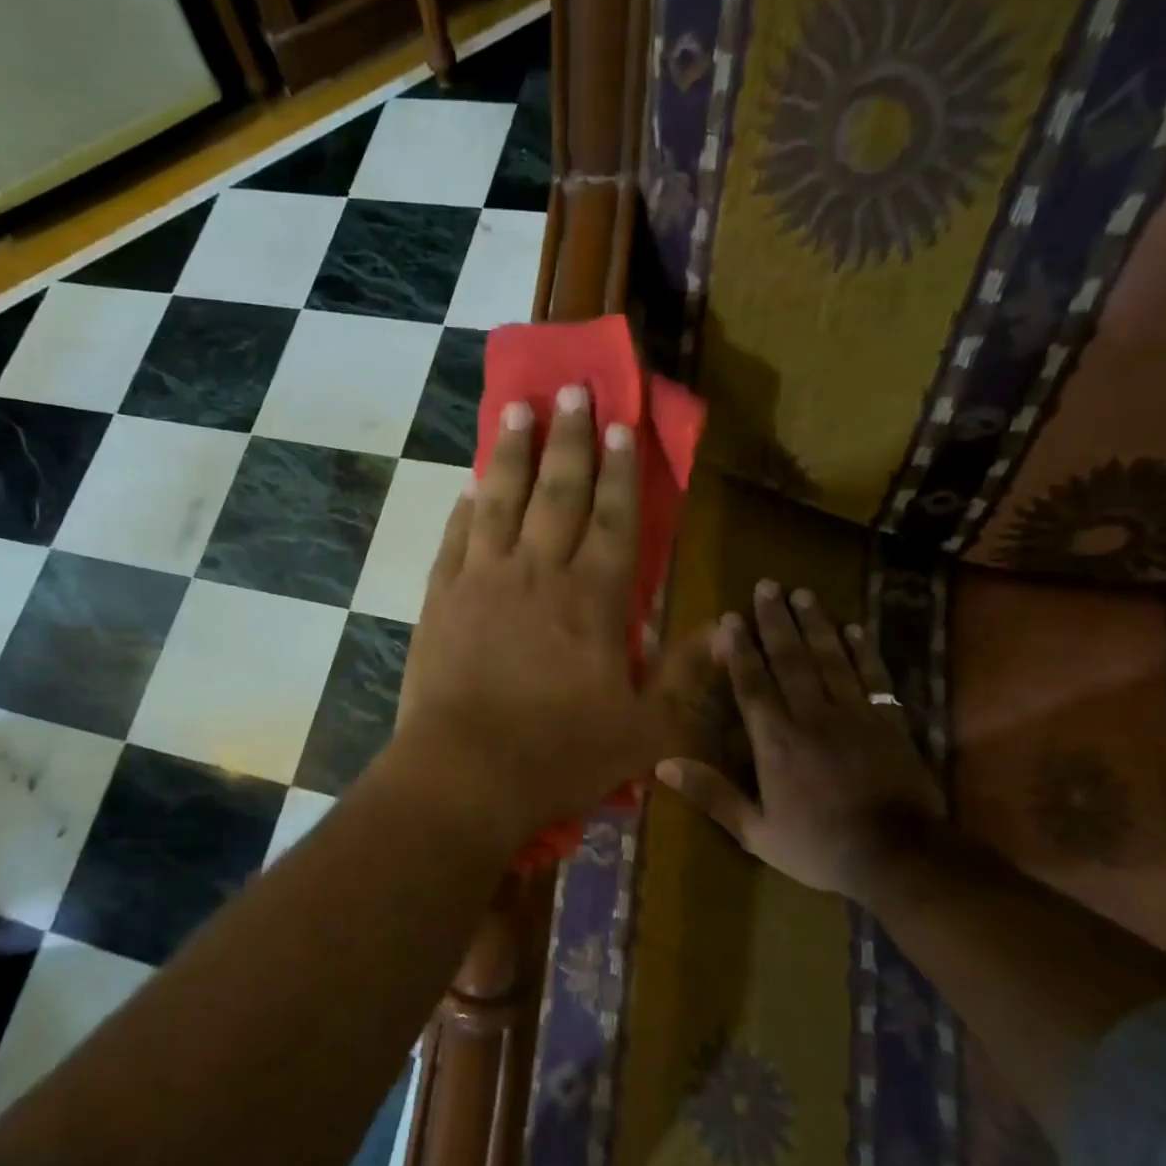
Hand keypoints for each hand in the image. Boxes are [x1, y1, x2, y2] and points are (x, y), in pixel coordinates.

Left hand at [391, 385, 713, 838]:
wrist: (465, 774)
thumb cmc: (560, 755)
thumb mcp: (645, 731)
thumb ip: (686, 677)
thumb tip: (725, 629)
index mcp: (593, 599)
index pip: (613, 517)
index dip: (621, 469)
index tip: (623, 424)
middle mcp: (539, 573)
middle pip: (558, 493)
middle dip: (571, 439)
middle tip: (574, 391)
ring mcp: (483, 580)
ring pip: (503, 501)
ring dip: (515, 453)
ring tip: (520, 409)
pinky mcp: (441, 598)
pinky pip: (456, 538)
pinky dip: (466, 508)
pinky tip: (471, 484)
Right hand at [656, 583, 943, 898]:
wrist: (900, 857)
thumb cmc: (820, 846)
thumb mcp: (756, 832)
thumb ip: (712, 795)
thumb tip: (663, 765)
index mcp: (775, 740)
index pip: (752, 683)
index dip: (740, 649)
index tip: (731, 618)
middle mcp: (811, 715)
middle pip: (790, 658)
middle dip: (775, 621)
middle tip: (767, 585)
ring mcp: (854, 714)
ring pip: (830, 658)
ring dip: (814, 624)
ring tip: (802, 594)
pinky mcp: (889, 721)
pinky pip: (873, 677)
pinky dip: (863, 650)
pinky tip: (854, 628)